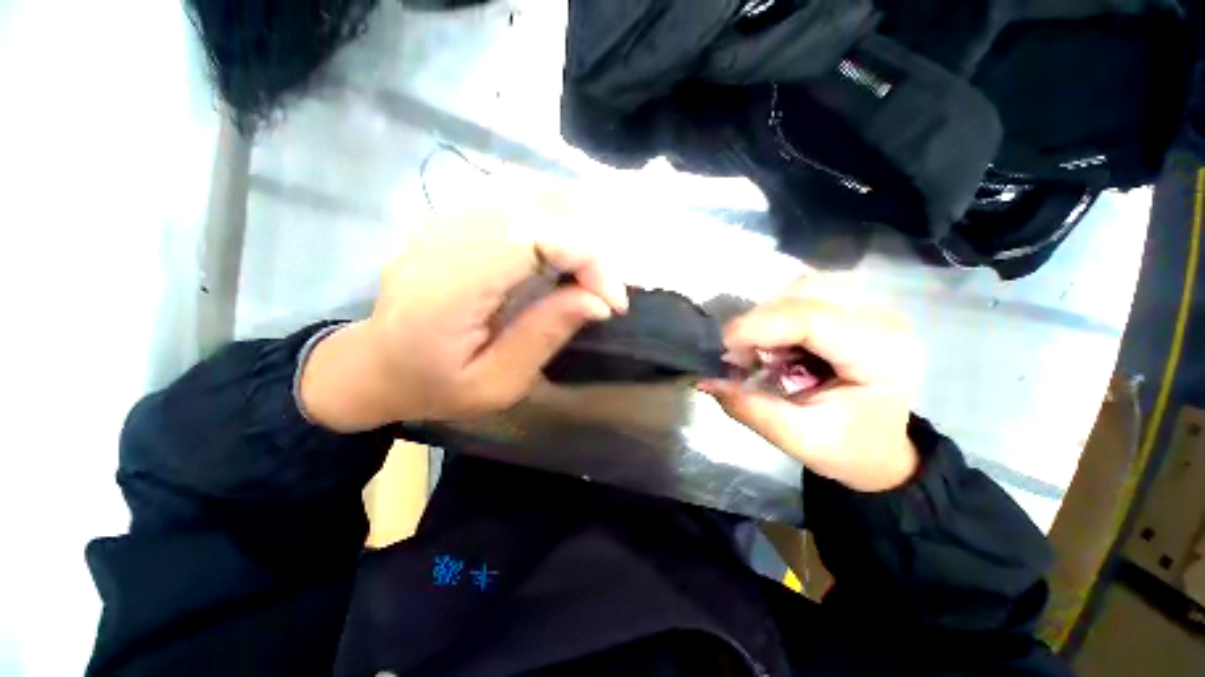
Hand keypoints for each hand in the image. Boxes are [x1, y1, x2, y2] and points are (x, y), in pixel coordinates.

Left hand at [300, 199, 628, 431]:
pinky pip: (511, 193)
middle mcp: (443, 240)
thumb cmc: (435, 387)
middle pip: (535, 206)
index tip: (613, 301)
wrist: (375, 367)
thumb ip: (545, 336)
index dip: (587, 259)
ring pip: (525, 189)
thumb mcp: (497, 384)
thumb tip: (599, 301)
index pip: (533, 239)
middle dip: (588, 243)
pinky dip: (551, 212)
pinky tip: (563, 242)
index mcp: (448, 289)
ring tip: (590, 266)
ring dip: (574, 222)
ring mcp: (442, 220)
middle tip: (604, 286)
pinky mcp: (450, 216)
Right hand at [699, 275, 921, 491]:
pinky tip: (776, 335)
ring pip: (803, 285)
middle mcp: (883, 318)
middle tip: (738, 353)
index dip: (757, 326)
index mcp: (879, 356)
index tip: (723, 348)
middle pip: (804, 294)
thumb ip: (750, 408)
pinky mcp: (858, 303)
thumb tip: (705, 380)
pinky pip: (808, 289)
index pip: (810, 320)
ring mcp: (873, 304)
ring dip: (768, 313)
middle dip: (758, 321)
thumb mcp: (797, 438)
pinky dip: (780, 308)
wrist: (884, 447)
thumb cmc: (848, 448)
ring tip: (757, 346)